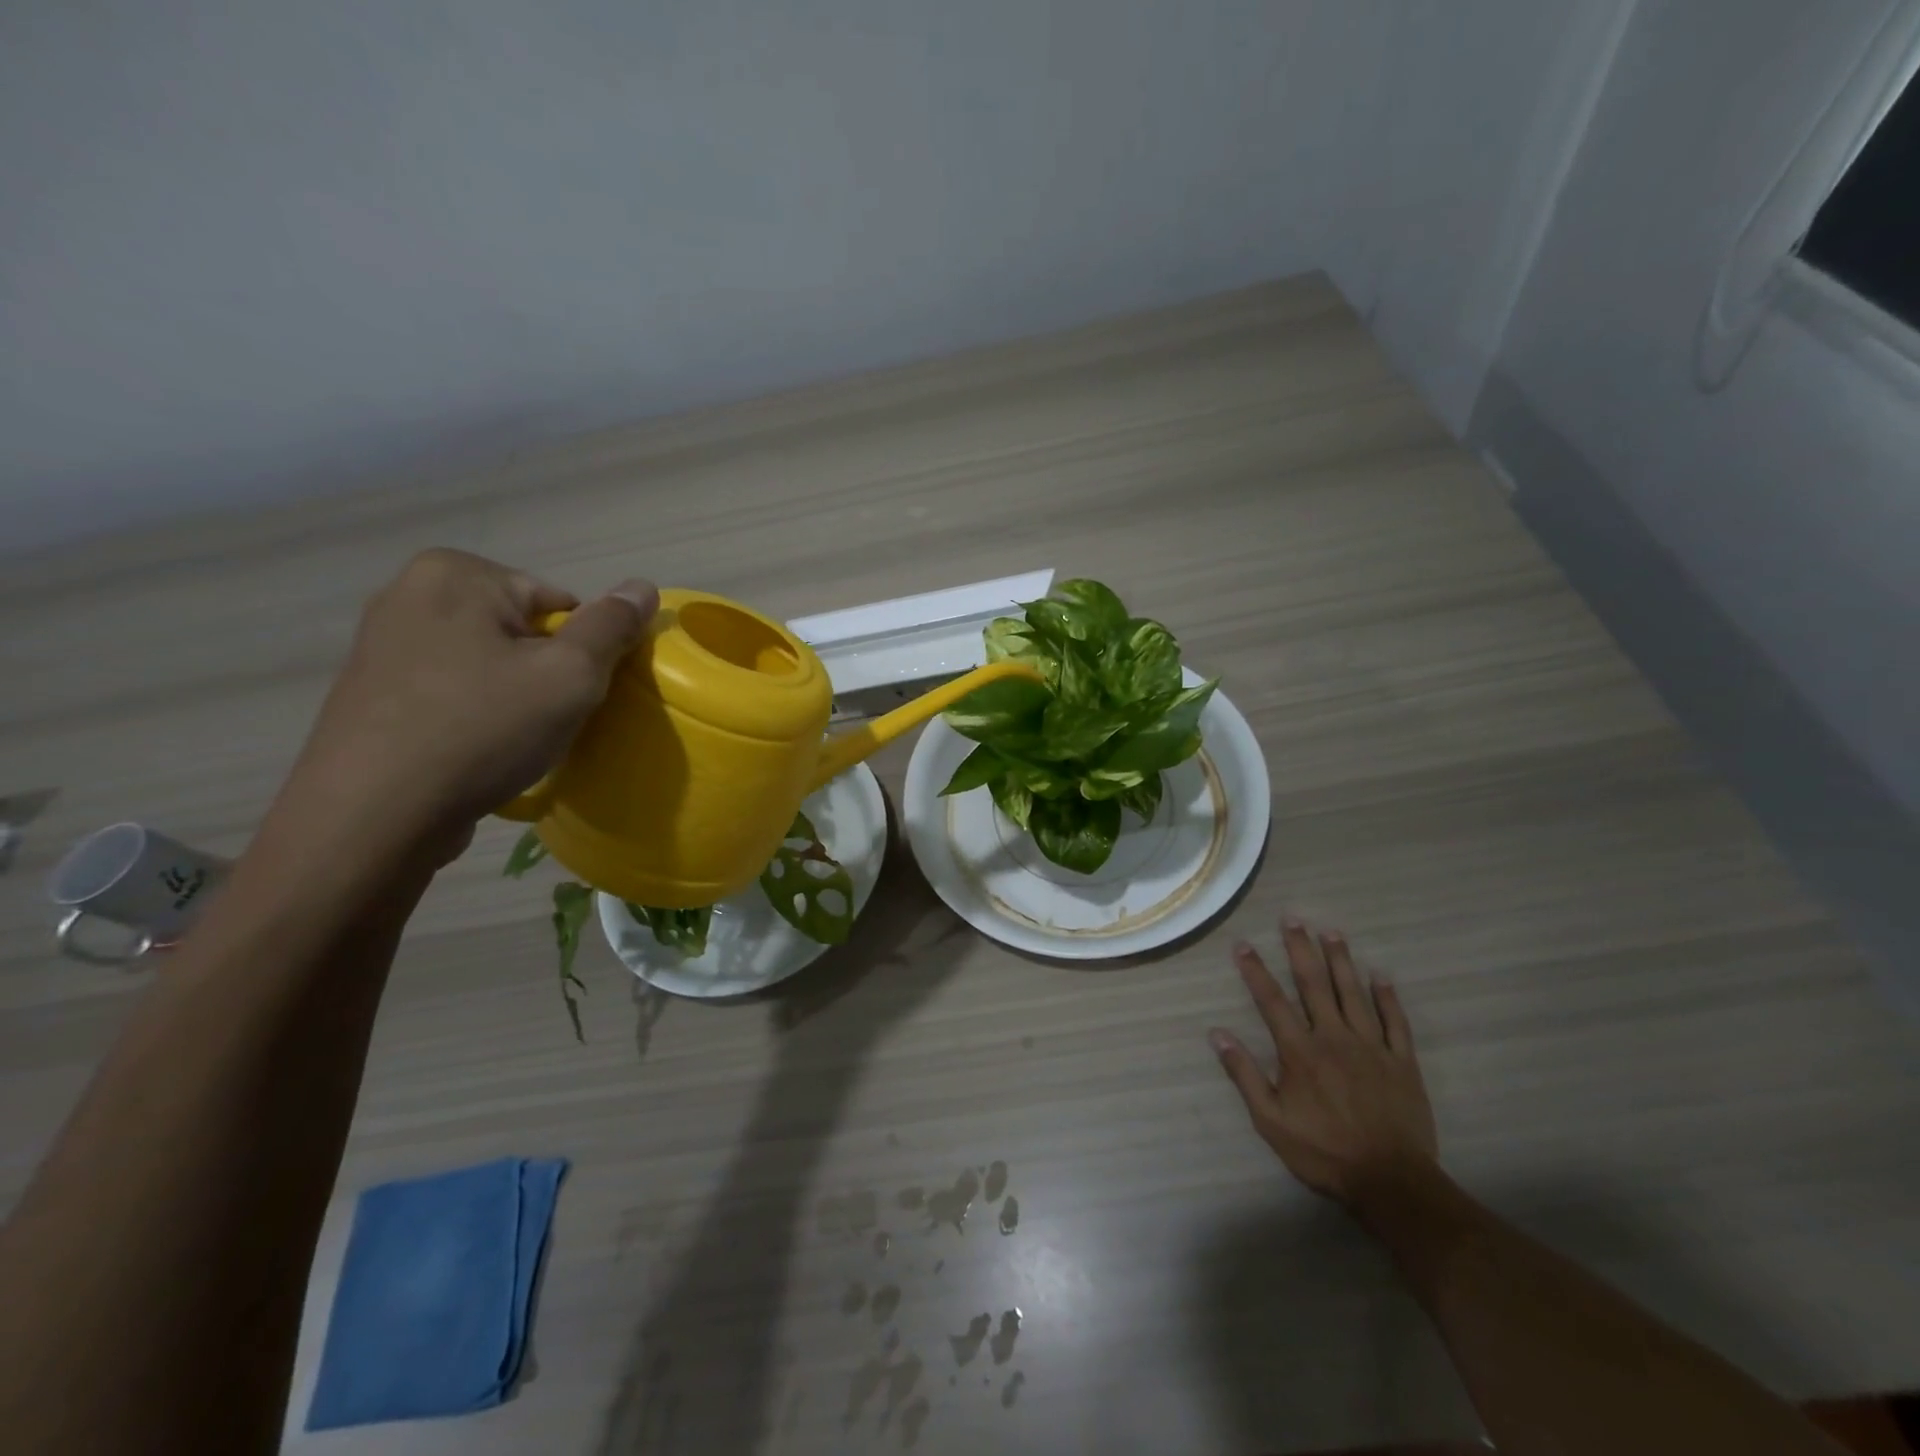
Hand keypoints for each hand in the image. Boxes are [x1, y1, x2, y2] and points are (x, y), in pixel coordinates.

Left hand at [286, 549, 657, 847]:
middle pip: (523, 630)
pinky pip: (454, 689)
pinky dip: (477, 714)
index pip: (560, 603)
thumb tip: (642, 586)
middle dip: (546, 672)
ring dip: (515, 696)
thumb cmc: (482, 730)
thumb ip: (612, 626)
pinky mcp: (373, 690)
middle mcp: (409, 593)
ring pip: (490, 662)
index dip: (582, 652)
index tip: (574, 697)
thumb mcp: (570, 675)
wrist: (372, 817)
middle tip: (548, 720)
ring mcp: (383, 643)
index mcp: (456, 573)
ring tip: (515, 740)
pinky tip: (478, 750)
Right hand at [1210, 919, 1437, 1205]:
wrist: (1392, 1182)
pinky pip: (1396, 1022)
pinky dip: (1387, 997)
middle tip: (1292, 919)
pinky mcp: (1402, 1062)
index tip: (1243, 944)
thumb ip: (1244, 1074)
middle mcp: (1334, 1038)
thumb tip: (1217, 1034)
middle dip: (1300, 949)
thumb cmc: (1324, 1152)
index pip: (1271, 1001)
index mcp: (1300, 1051)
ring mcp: (1372, 1047)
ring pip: (1354, 994)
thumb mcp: (1271, 1120)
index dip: (1255, 970)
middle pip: (1314, 984)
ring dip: (1341, 960)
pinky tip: (1381, 976)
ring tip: (1331, 932)